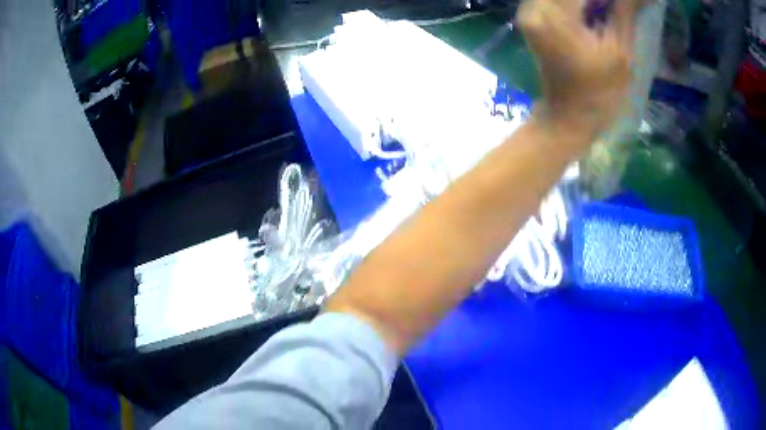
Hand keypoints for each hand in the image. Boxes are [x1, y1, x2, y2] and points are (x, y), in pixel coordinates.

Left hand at [518, 0, 642, 142]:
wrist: (568, 117)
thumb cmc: (600, 94)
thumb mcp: (620, 53)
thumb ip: (625, 12)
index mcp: (556, 17)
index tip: (626, 5)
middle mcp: (534, 8)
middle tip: (619, 9)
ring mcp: (528, 11)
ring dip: (589, 1)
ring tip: (610, 11)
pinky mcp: (530, 17)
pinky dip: (576, 2)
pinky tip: (594, 10)